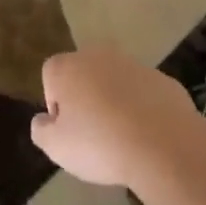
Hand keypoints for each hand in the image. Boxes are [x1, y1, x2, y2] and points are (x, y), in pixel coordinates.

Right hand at [33, 49, 203, 191]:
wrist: (164, 146)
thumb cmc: (100, 144)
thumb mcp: (56, 148)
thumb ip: (41, 130)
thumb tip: (44, 120)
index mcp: (68, 67)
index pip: (50, 76)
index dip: (55, 104)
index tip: (68, 129)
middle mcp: (99, 56)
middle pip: (84, 75)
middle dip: (85, 99)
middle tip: (92, 134)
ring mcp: (135, 65)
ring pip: (115, 82)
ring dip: (114, 102)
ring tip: (122, 138)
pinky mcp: (164, 79)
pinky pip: (144, 93)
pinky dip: (142, 108)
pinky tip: (147, 135)